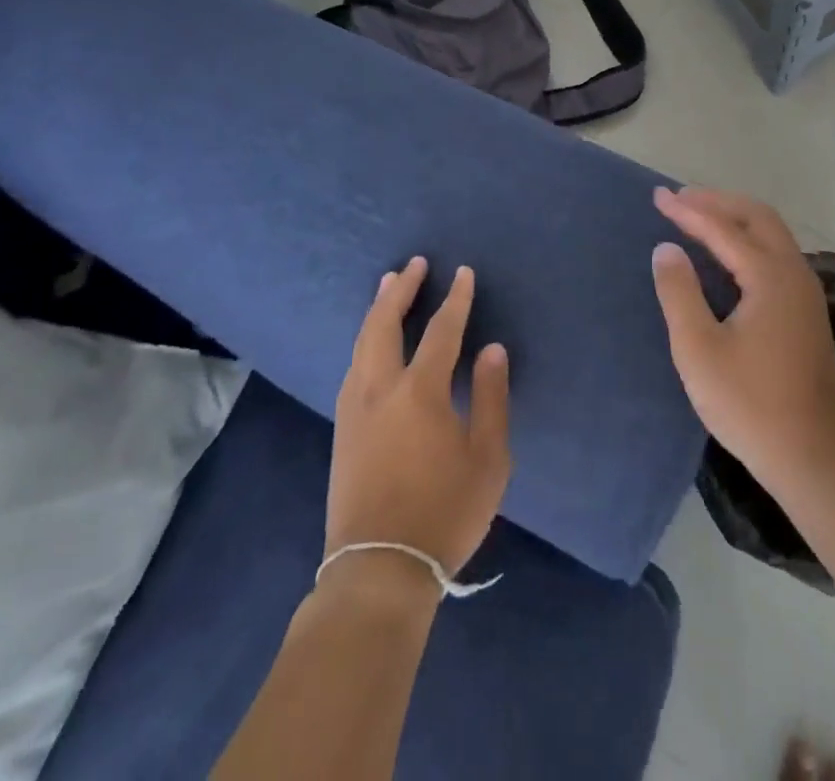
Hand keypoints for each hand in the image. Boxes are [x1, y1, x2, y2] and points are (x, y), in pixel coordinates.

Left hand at [326, 258, 511, 578]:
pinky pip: (354, 364)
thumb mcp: (488, 459)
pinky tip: (371, 341)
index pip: (441, 331)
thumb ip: (491, 398)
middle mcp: (380, 388)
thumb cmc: (444, 513)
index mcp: (419, 392)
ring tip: (388, 285)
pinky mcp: (342, 428)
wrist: (378, 569)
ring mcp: (354, 407)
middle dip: (401, 290)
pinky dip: (366, 338)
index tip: (463, 273)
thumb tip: (492, 349)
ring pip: (363, 341)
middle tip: (415, 265)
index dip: (455, 300)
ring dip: (377, 309)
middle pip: (385, 323)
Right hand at [651, 187, 834, 494]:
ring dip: (734, 218)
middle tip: (680, 199)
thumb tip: (667, 248)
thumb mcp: (699, 349)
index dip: (687, 210)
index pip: (723, 228)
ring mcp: (806, 294)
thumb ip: (679, 292)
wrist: (814, 459)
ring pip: (772, 234)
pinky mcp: (807, 313)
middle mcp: (795, 274)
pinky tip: (726, 256)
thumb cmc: (750, 405)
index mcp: (770, 277)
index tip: (657, 196)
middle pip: (758, 217)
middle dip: (717, 202)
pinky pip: (776, 254)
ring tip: (698, 217)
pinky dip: (747, 240)